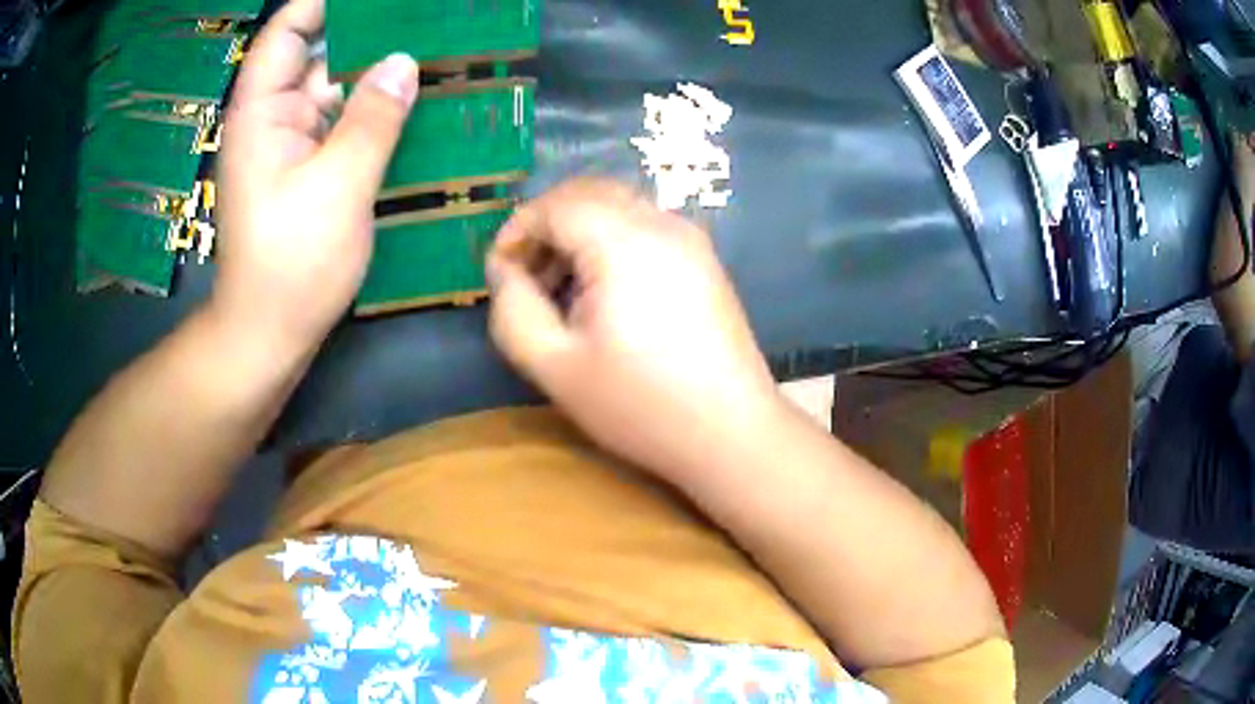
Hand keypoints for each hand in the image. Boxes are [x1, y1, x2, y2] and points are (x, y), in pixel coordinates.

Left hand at [214, 0, 417, 347]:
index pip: (288, 32)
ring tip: (431, 53)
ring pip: (336, 89)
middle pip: (318, 54)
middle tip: (424, 20)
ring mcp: (291, 144)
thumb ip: (372, 119)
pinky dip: (374, 110)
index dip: (324, 4)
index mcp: (262, 112)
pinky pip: (342, 124)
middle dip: (368, 33)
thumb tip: (403, 62)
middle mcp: (274, 117)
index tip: (377, 0)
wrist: (267, 334)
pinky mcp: (307, 169)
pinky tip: (414, 104)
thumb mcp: (337, 187)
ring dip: (378, 72)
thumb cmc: (291, 264)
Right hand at [487, 179, 780, 480]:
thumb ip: (514, 310)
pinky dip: (610, 241)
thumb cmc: (641, 405)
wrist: (732, 433)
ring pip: (617, 206)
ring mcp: (690, 239)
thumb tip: (504, 270)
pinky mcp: (704, 259)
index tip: (500, 273)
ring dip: (577, 232)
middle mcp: (662, 224)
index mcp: (625, 242)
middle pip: (588, 193)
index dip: (517, 229)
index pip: (556, 204)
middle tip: (527, 278)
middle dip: (546, 225)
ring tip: (561, 291)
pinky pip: (644, 226)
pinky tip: (603, 294)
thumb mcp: (556, 366)